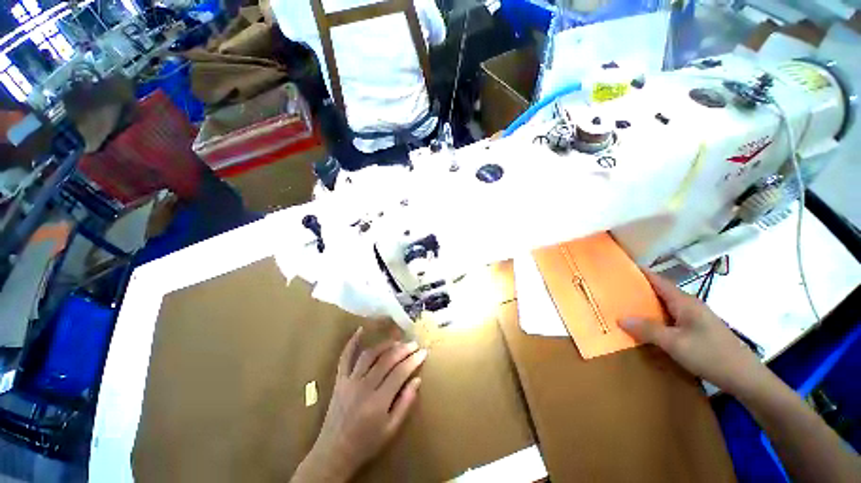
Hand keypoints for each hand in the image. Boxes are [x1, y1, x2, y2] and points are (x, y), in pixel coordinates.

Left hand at [293, 328, 426, 482]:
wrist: (334, 453)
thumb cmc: (366, 443)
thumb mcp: (391, 429)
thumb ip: (405, 403)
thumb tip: (417, 379)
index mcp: (378, 402)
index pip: (400, 373)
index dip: (413, 360)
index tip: (423, 352)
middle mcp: (364, 387)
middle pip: (387, 360)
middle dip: (403, 349)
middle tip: (414, 343)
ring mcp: (349, 381)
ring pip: (370, 355)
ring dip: (385, 345)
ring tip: (397, 341)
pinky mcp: (339, 380)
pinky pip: (345, 358)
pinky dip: (352, 342)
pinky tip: (360, 330)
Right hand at [620, 272, 766, 396]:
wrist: (745, 378)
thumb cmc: (711, 355)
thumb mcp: (675, 343)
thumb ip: (648, 330)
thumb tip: (620, 318)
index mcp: (684, 302)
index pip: (657, 280)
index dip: (639, 272)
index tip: (619, 268)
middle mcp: (689, 305)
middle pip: (659, 292)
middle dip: (637, 290)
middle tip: (613, 290)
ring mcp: (694, 318)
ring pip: (664, 306)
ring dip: (645, 306)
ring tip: (624, 307)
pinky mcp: (697, 330)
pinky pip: (670, 318)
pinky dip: (655, 318)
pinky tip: (646, 327)